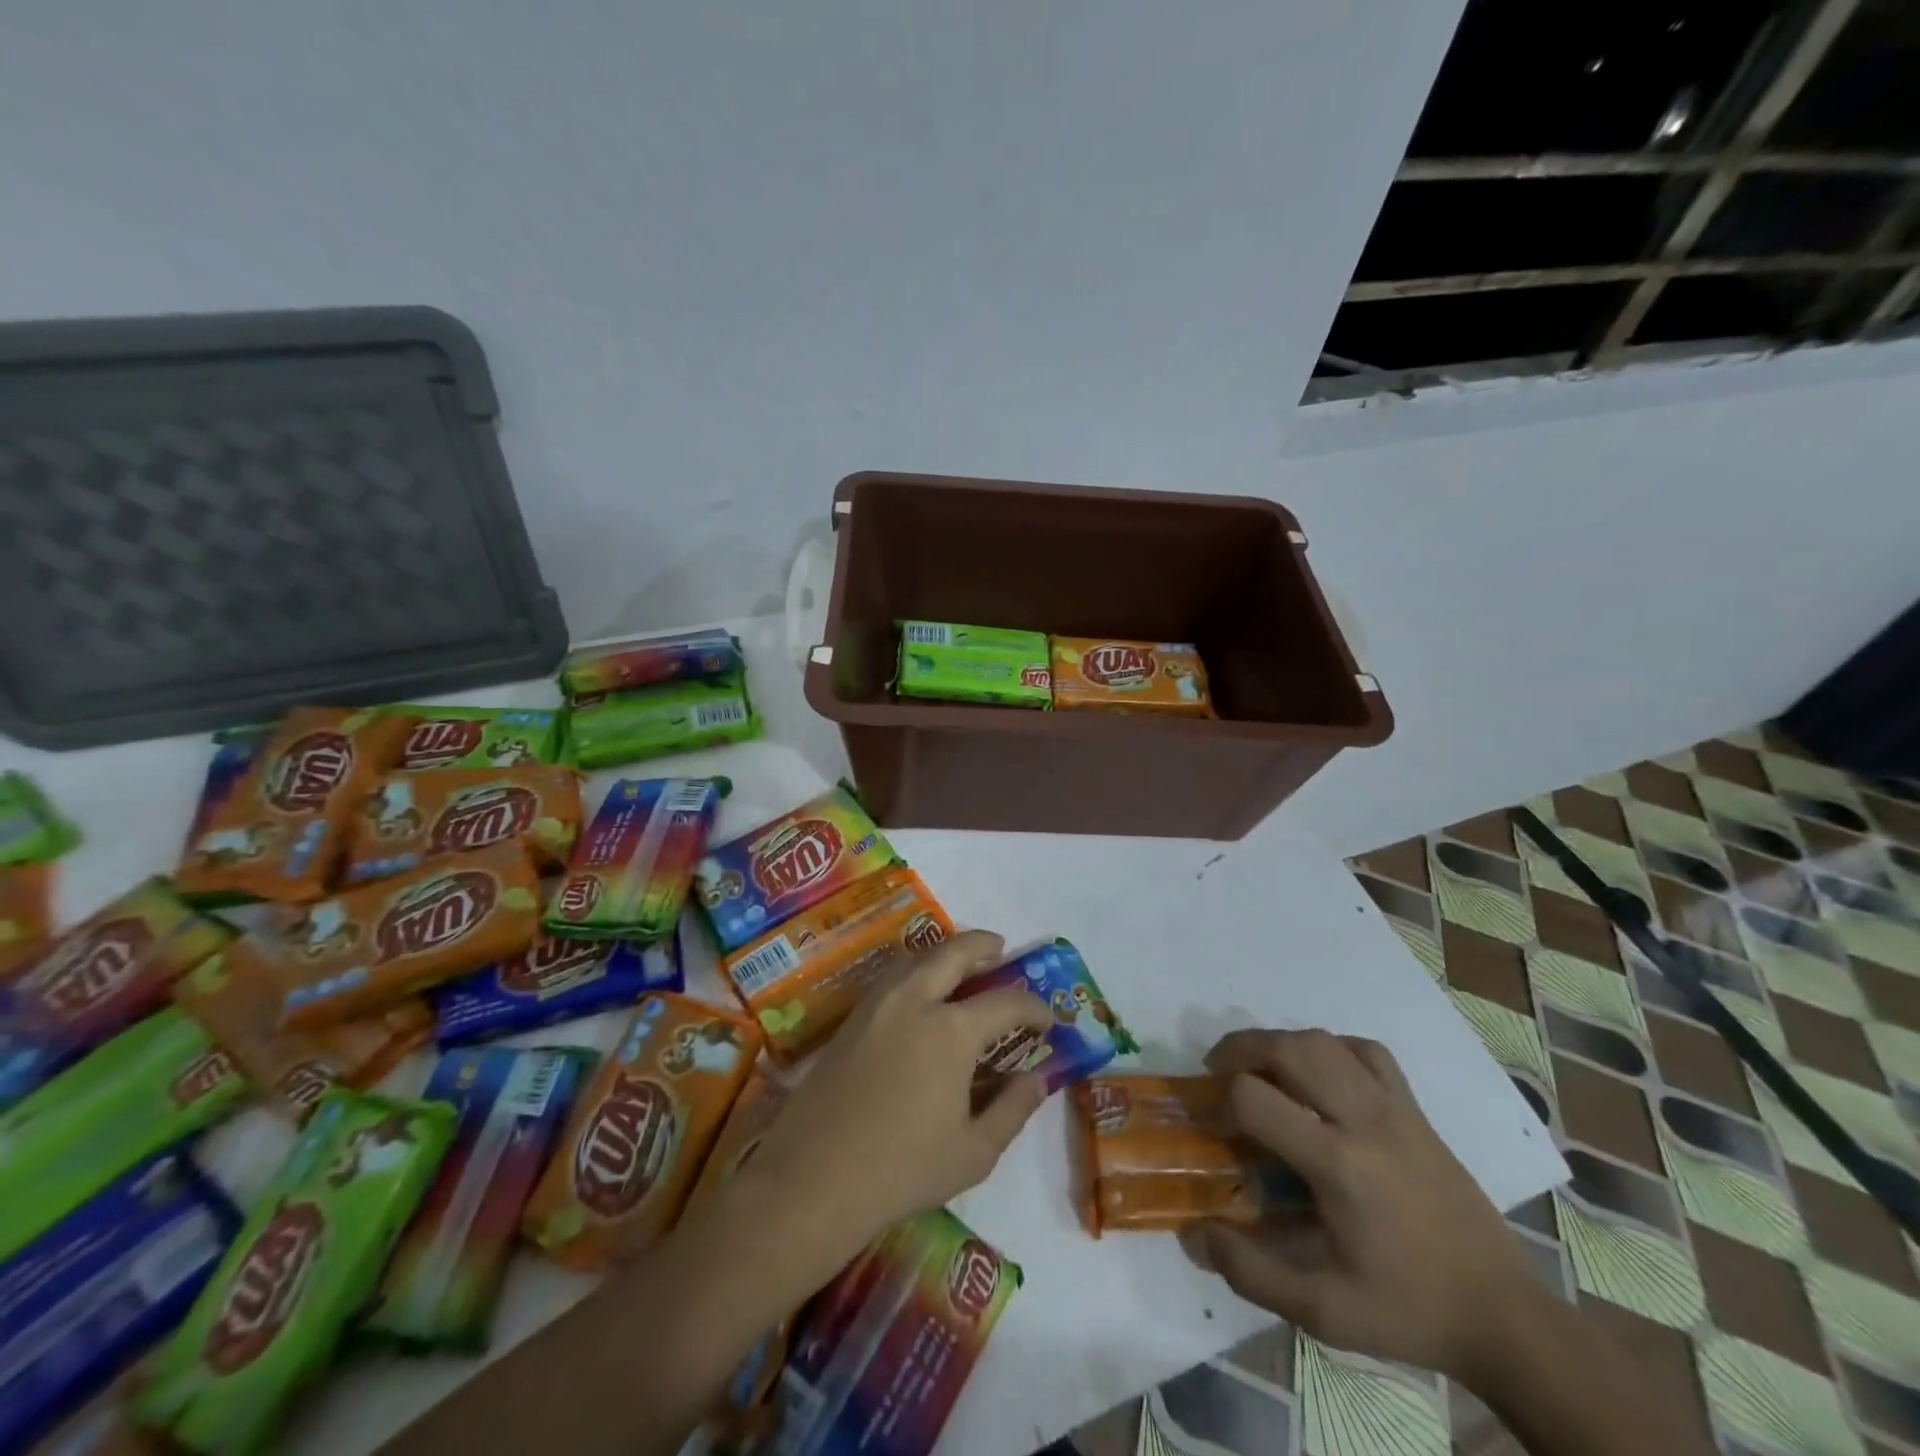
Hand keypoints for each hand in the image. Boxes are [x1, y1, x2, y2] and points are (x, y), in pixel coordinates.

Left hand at [740, 930, 1053, 1263]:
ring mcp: (878, 1004)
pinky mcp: (852, 1017)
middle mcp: (916, 1001)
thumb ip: (1013, 1109)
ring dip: (946, 952)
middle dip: (984, 945)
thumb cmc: (902, 1170)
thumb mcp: (974, 1152)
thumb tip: (1039, 1078)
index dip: (1033, 1007)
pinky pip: (894, 975)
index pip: (1006, 1002)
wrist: (814, 1179)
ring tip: (964, 966)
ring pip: (918, 957)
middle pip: (955, 952)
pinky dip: (918, 969)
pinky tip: (923, 992)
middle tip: (1002, 951)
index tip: (1047, 1020)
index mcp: (952, 1030)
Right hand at [1181, 1029, 1543, 1384]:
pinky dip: (1331, 1047)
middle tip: (1218, 1073)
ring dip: (1279, 1043)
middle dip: (1239, 1050)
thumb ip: (1250, 1272)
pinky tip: (1320, 1073)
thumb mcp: (1324, 1311)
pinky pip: (1366, 1051)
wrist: (1505, 1317)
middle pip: (1287, 1048)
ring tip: (1260, 1068)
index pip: (1255, 1097)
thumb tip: (1194, 1234)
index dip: (1219, 1103)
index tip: (1211, 1126)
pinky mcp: (1416, 1110)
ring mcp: (1396, 1108)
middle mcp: (1365, 1120)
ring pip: (1324, 1040)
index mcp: (1339, 1165)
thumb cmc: (1409, 1311)